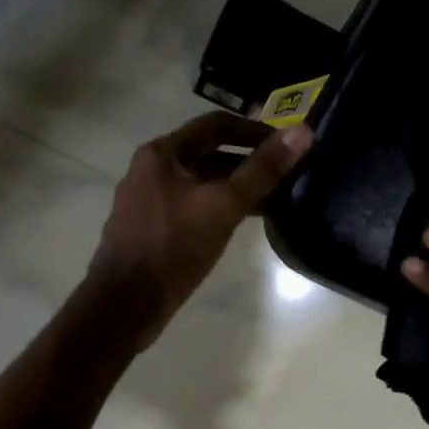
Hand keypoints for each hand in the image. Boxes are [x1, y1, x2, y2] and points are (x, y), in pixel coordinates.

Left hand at [88, 113, 312, 346]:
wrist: (125, 304)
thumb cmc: (173, 247)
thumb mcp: (222, 206)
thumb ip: (262, 170)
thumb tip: (302, 132)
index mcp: (162, 154)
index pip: (215, 125)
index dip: (254, 130)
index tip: (287, 143)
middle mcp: (151, 171)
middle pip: (207, 154)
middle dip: (247, 162)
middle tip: (286, 173)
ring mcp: (148, 202)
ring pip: (200, 184)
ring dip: (235, 188)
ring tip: (273, 200)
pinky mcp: (152, 230)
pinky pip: (191, 208)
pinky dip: (218, 209)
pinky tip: (241, 224)